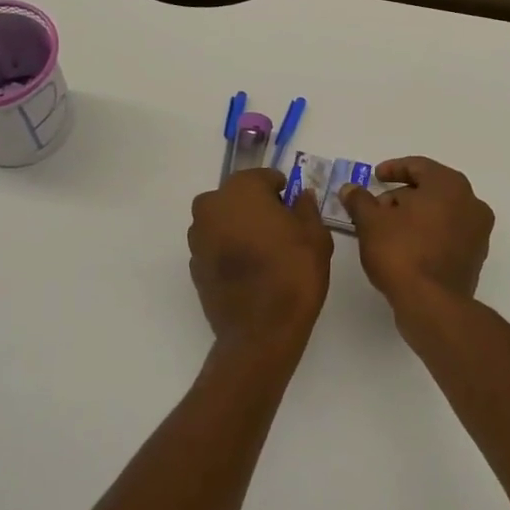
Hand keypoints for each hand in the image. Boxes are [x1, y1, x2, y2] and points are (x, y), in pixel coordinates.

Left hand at [189, 168, 333, 353]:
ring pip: (224, 220)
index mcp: (241, 189)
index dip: (282, 192)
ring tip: (265, 253)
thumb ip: (306, 207)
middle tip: (282, 231)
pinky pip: (215, 245)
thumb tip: (300, 195)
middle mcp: (212, 205)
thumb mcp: (315, 236)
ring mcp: (198, 235)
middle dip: (258, 207)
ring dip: (240, 228)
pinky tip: (249, 270)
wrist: (260, 331)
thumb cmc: (293, 274)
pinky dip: (229, 250)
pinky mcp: (194, 263)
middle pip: (239, 197)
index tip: (295, 210)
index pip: (265, 178)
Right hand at [339, 157, 494, 320]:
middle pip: (430, 189)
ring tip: (386, 230)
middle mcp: (471, 203)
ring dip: (413, 216)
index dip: (393, 169)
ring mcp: (478, 232)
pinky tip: (404, 247)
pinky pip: (447, 234)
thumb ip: (359, 200)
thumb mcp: (370, 222)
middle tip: (375, 209)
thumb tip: (350, 189)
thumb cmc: (401, 252)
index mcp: (449, 185)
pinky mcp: (475, 258)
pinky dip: (427, 234)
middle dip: (401, 196)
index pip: (419, 166)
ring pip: (440, 213)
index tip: (375, 178)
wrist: (432, 305)